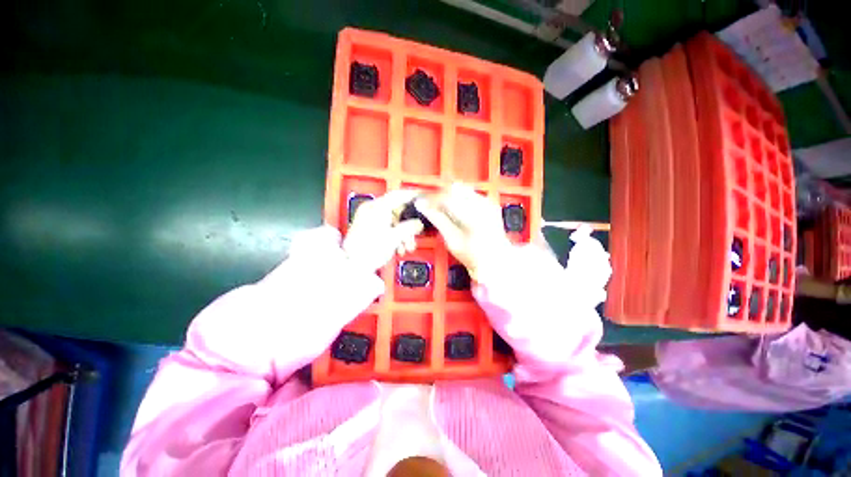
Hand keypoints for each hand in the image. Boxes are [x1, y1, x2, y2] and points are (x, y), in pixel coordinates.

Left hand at [343, 190, 423, 272]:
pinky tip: (399, 248)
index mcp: (377, 207)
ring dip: (403, 234)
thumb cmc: (370, 250)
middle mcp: (372, 210)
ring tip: (407, 247)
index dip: (412, 196)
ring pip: (393, 222)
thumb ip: (409, 227)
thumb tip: (419, 223)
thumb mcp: (394, 238)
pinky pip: (386, 227)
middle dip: (409, 225)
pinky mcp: (368, 228)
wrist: (351, 265)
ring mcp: (369, 219)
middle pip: (397, 211)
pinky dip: (395, 236)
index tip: (423, 197)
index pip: (399, 195)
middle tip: (416, 235)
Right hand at [414, 183, 510, 277]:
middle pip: (455, 189)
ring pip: (462, 190)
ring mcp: (487, 202)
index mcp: (472, 213)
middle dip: (441, 197)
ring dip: (450, 197)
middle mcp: (482, 203)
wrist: (496, 260)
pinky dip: (459, 200)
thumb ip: (437, 219)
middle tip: (432, 209)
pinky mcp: (489, 204)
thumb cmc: (473, 255)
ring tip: (444, 212)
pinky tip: (457, 213)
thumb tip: (421, 205)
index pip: (446, 197)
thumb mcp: (451, 240)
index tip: (422, 205)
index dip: (432, 200)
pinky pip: (470, 195)